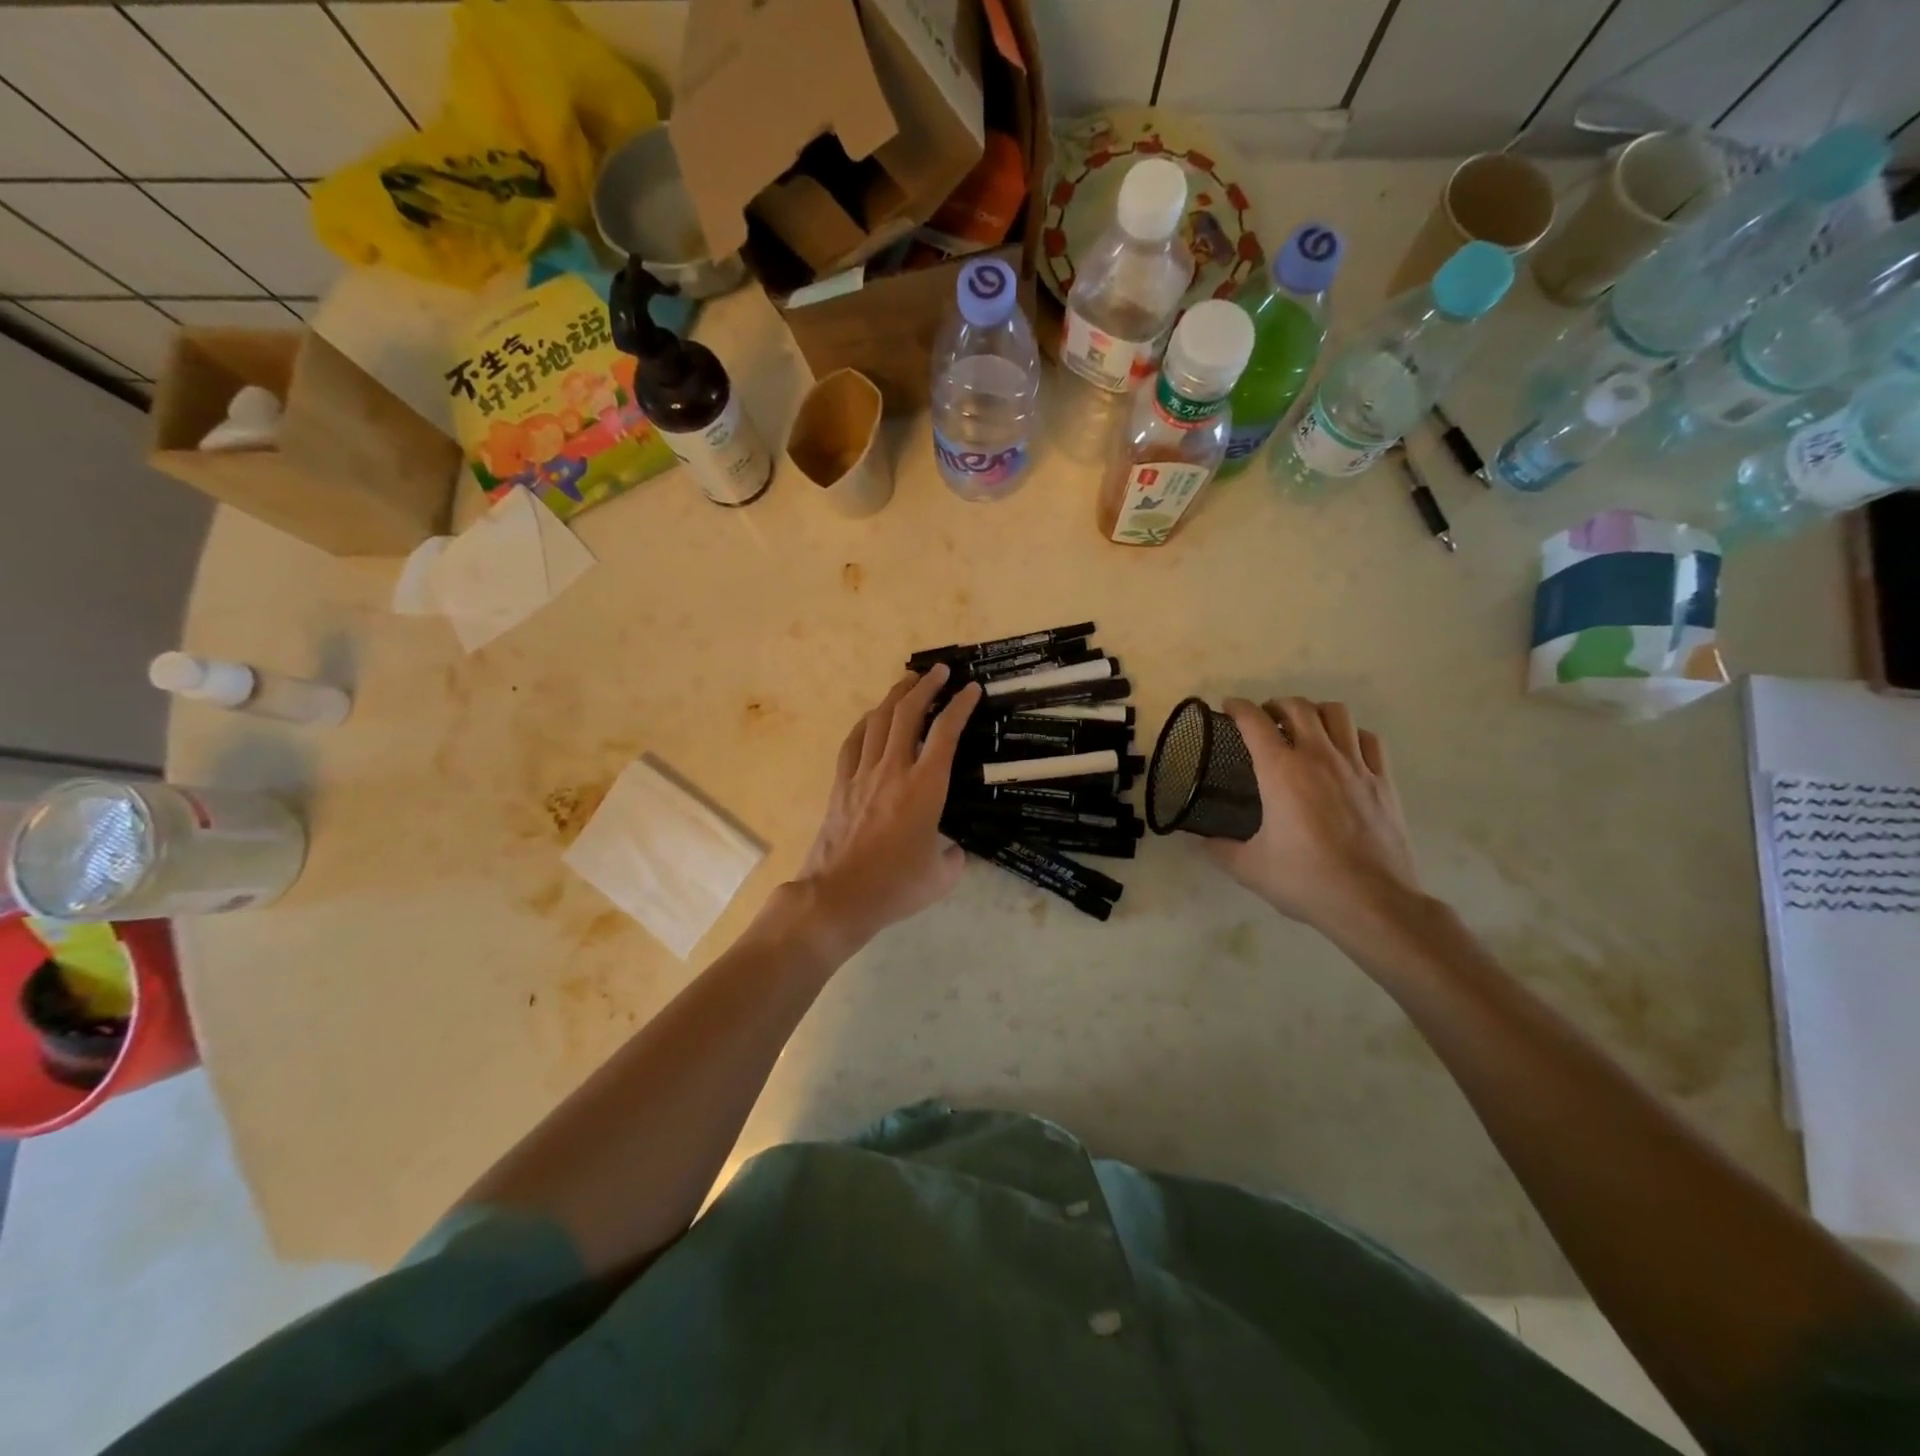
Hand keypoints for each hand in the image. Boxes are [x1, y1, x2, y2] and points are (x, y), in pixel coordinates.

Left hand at [795, 664, 982, 950]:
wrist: (838, 896)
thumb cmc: (895, 886)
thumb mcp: (942, 876)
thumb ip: (955, 856)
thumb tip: (952, 848)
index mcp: (925, 787)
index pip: (945, 733)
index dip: (960, 705)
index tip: (971, 688)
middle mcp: (893, 770)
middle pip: (908, 713)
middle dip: (926, 686)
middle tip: (939, 671)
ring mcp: (862, 774)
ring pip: (878, 721)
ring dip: (895, 696)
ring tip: (908, 681)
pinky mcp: (840, 785)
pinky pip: (853, 743)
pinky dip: (865, 723)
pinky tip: (871, 718)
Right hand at [1204, 698, 1422, 943]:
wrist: (1372, 902)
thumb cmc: (1304, 880)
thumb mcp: (1248, 867)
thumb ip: (1218, 849)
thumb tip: (1198, 841)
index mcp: (1281, 772)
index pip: (1254, 722)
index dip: (1238, 708)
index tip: (1228, 706)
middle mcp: (1318, 757)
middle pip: (1298, 707)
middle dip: (1276, 704)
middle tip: (1264, 718)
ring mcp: (1356, 766)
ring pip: (1337, 714)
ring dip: (1315, 712)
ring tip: (1304, 726)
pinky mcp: (1383, 782)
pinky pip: (1369, 739)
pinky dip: (1351, 734)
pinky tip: (1343, 749)